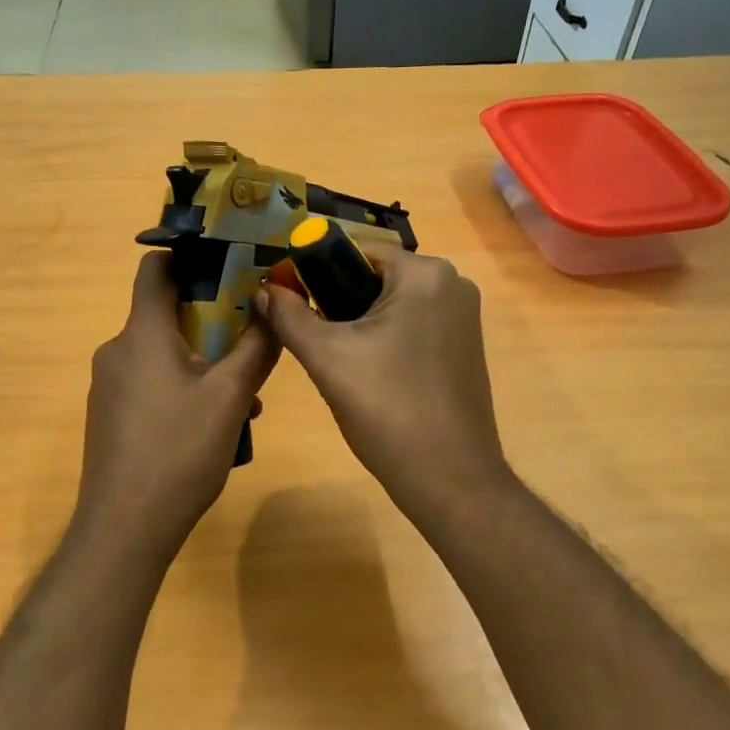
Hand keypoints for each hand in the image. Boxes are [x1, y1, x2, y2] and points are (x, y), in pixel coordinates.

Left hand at [76, 252, 279, 561]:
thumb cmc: (179, 452)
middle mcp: (118, 351)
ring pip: (163, 356)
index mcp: (142, 334)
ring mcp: (109, 387)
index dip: (189, 257)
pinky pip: (151, 386)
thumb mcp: (230, 398)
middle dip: (211, 323)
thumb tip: (272, 311)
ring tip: (243, 400)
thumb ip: (255, 350)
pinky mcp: (110, 417)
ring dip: (203, 365)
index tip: (228, 265)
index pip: (156, 269)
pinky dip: (183, 391)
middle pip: (165, 315)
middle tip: (251, 343)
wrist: (125, 526)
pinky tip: (212, 427)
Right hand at [257, 243, 508, 514]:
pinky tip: (368, 374)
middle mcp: (453, 284)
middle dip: (337, 302)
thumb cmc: (387, 409)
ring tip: (336, 362)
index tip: (286, 301)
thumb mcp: (327, 358)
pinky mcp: (465, 347)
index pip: (356, 251)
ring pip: (393, 304)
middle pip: (375, 277)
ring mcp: (464, 318)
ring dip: (358, 324)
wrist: (449, 478)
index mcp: (426, 274)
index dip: (313, 271)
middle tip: (311, 340)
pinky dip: (384, 340)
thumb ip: (290, 316)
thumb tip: (263, 289)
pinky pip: (413, 326)